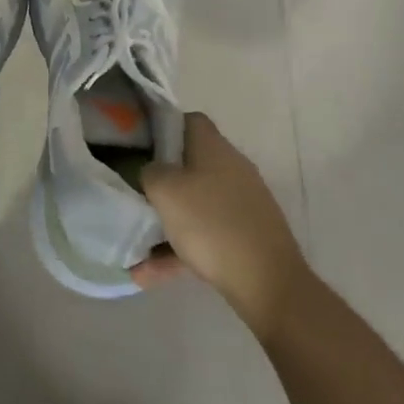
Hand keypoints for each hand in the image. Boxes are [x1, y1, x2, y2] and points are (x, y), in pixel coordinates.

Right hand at [134, 113, 312, 339]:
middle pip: (189, 164)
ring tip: (136, 247)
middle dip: (161, 180)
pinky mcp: (246, 235)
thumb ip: (150, 171)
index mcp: (214, 148)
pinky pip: (205, 235)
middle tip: (135, 193)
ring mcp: (242, 203)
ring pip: (195, 204)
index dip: (162, 128)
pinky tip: (150, 274)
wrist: (268, 283)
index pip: (188, 120)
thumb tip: (152, 170)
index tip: (139, 146)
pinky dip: (179, 250)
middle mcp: (232, 168)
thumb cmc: (211, 224)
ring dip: (166, 223)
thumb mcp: (165, 190)